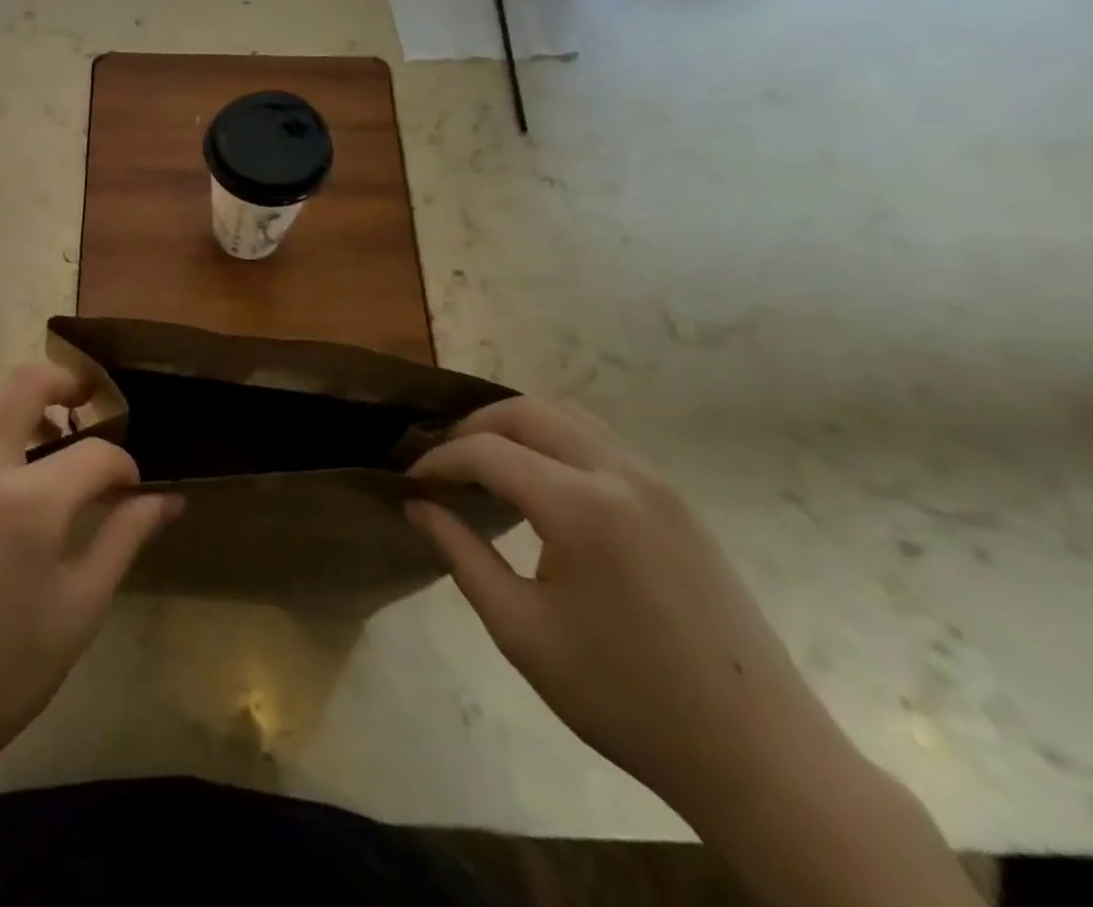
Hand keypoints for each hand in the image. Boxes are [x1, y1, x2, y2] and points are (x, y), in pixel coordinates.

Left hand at [0, 364, 179, 804]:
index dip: (124, 465)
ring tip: (43, 437)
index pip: (95, 455)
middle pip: (25, 383)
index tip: (132, 485)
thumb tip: (167, 500)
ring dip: (19, 402)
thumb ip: (124, 539)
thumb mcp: (77, 612)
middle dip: (67, 383)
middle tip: (89, 403)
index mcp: (27, 506)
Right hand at [405, 397, 843, 811]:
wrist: (760, 757)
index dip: (439, 459)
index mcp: (581, 506)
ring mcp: (657, 482)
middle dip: (473, 427)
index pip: (487, 451)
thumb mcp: (522, 631)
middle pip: (527, 411)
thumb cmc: (626, 698)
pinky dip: (554, 441)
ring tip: (483, 466)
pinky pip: (599, 440)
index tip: (409, 481)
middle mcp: (620, 473)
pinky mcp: (677, 500)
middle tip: (442, 465)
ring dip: (515, 427)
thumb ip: (460, 554)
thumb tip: (416, 506)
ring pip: (567, 416)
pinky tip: (539, 484)